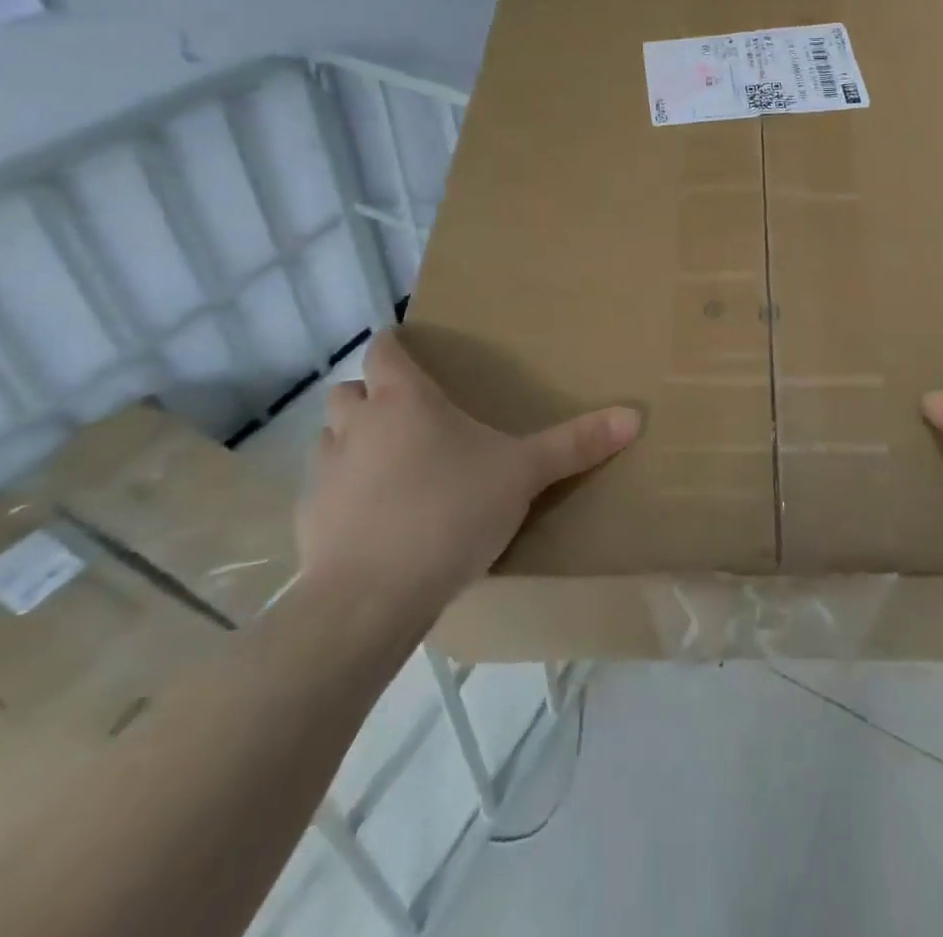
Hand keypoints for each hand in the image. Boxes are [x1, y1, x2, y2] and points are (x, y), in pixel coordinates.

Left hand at [299, 329, 640, 612]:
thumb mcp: (523, 474)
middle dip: (370, 395)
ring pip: (330, 438)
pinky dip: (342, 494)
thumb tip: (634, 415)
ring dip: (352, 442)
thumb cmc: (450, 511)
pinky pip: (322, 491)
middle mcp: (356, 425)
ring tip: (388, 467)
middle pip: (348, 390)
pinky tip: (370, 521)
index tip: (409, 351)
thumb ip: (575, 444)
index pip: (384, 350)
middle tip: (407, 416)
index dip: (394, 346)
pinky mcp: (308, 521)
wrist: (372, 597)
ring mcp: (326, 473)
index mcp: (404, 399)